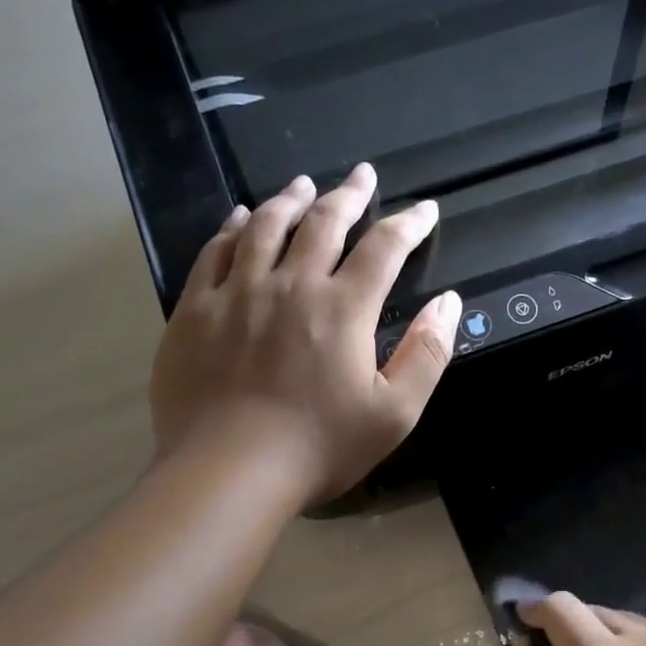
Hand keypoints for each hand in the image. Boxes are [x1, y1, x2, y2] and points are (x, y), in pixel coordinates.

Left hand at [149, 164, 461, 503]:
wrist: (230, 471)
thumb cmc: (320, 447)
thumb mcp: (395, 412)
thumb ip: (427, 354)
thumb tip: (450, 303)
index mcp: (344, 309)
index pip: (384, 249)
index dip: (408, 224)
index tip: (424, 209)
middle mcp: (291, 285)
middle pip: (323, 224)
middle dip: (348, 195)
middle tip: (361, 174)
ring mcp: (237, 293)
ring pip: (266, 227)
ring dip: (291, 200)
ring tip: (304, 184)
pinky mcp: (196, 310)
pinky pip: (214, 252)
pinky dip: (232, 227)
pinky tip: (240, 217)